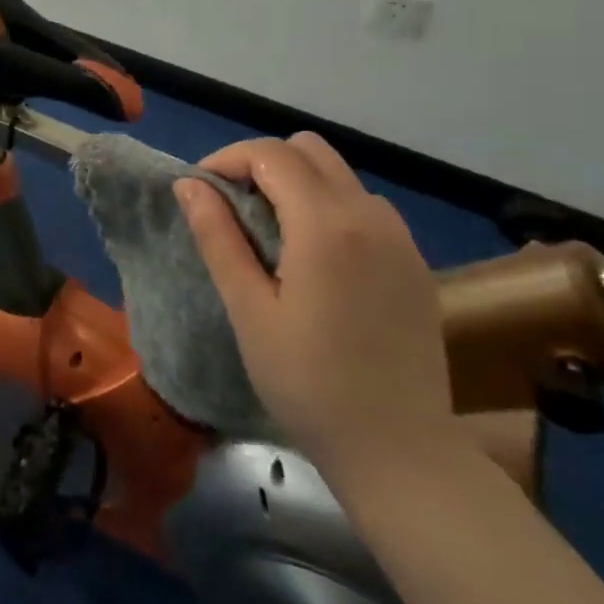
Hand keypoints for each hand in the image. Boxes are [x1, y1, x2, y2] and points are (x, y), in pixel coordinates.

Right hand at [174, 133, 459, 477]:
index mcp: (326, 224)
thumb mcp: (249, 310)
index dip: (227, 159)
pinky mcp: (415, 262)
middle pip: (308, 149)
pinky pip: (365, 206)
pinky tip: (316, 258)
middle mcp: (369, 214)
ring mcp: (400, 237)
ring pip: (339, 174)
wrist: (401, 454)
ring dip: (298, 183)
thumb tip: (189, 184)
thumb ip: (218, 237)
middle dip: (263, 163)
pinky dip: (330, 207)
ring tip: (272, 233)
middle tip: (234, 206)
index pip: (270, 154)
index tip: (201, 190)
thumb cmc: (309, 384)